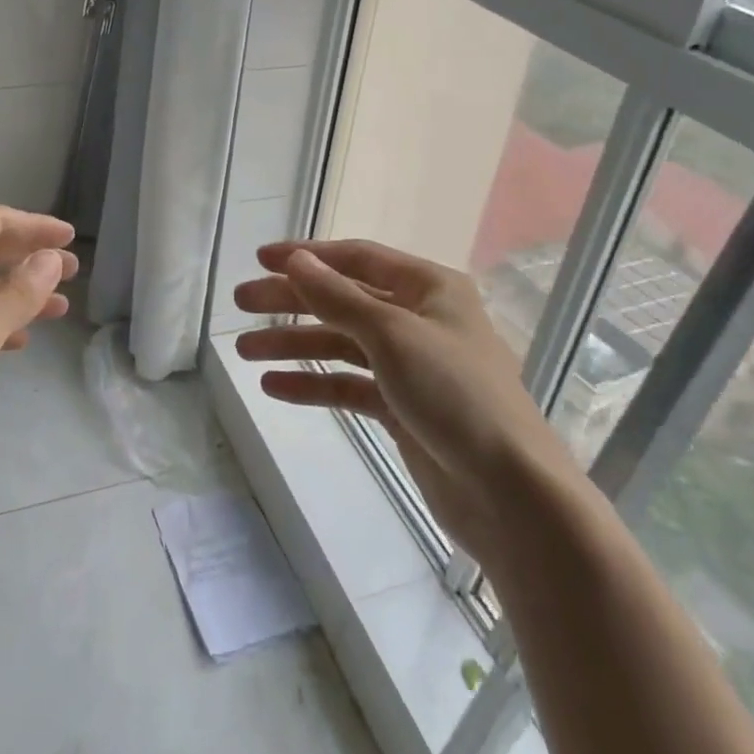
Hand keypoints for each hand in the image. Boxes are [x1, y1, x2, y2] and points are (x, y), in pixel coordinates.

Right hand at [233, 239, 573, 564]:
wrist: (512, 496)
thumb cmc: (455, 394)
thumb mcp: (391, 334)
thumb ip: (337, 296)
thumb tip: (296, 260)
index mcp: (428, 288)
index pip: (357, 258)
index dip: (308, 256)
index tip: (261, 259)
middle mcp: (419, 319)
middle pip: (342, 300)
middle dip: (291, 301)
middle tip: (241, 303)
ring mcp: (411, 366)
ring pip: (340, 344)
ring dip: (294, 345)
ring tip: (245, 351)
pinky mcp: (403, 409)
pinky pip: (349, 385)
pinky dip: (313, 384)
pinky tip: (274, 387)